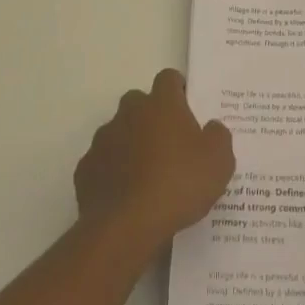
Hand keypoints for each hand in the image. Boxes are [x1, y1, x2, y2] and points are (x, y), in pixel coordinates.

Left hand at [76, 69, 234, 251]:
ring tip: (147, 175)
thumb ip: (218, 136)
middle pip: (139, 101)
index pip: (168, 78)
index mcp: (162, 104)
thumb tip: (210, 128)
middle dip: (151, 116)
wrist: (126, 226)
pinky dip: (113, 171)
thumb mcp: (219, 161)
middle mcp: (129, 113)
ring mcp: (103, 140)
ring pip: (118, 131)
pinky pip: (103, 162)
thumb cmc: (178, 185)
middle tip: (169, 143)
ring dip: (131, 144)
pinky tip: (126, 195)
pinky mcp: (86, 170)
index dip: (178, 89)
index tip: (187, 107)